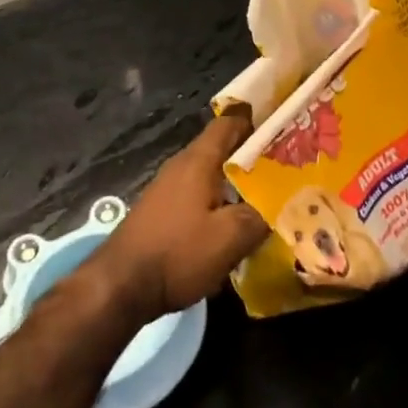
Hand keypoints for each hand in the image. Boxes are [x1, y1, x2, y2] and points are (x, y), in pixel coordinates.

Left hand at [90, 109, 269, 323]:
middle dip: (253, 156)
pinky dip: (219, 201)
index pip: (229, 123)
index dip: (257, 120)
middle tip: (286, 166)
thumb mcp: (230, 237)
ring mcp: (168, 188)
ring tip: (268, 196)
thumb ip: (261, 215)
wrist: (120, 286)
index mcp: (199, 160)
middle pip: (222, 149)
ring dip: (236, 182)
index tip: (283, 126)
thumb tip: (284, 201)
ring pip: (211, 175)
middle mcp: (182, 166)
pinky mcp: (162, 211)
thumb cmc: (178, 253)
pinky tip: (234, 223)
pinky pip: (199, 195)